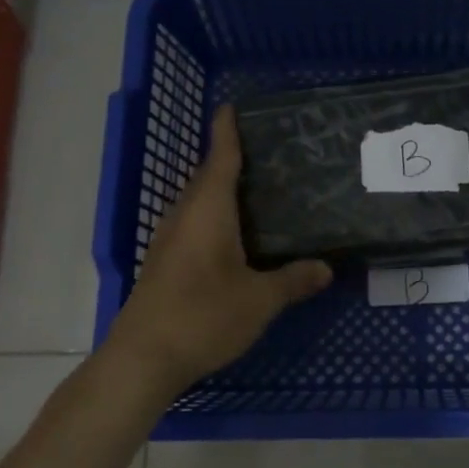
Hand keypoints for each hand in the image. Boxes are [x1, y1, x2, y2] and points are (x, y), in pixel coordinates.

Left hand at [104, 104, 331, 395]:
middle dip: (226, 159)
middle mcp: (184, 218)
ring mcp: (168, 242)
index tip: (231, 107)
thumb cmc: (203, 317)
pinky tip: (230, 235)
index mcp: (208, 212)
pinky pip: (191, 224)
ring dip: (218, 190)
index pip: (220, 159)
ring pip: (196, 203)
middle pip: (205, 178)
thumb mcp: (259, 300)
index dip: (227, 132)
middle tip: (261, 151)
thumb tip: (326, 268)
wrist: (142, 359)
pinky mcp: (163, 264)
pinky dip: (211, 216)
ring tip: (252, 189)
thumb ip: (293, 280)